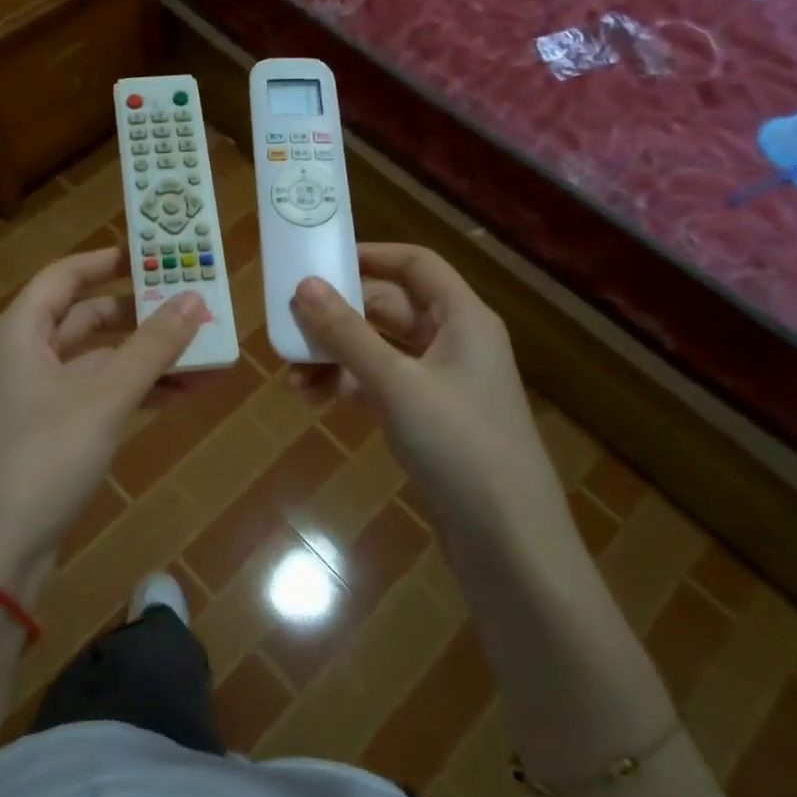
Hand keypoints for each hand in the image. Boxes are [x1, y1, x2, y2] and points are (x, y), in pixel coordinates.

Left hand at [0, 249, 208, 599]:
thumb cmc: (42, 459)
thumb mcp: (104, 398)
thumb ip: (151, 348)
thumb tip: (196, 299)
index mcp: (19, 332)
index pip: (65, 276)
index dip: (108, 260)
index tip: (154, 253)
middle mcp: (22, 356)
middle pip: (85, 317)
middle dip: (140, 314)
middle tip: (191, 304)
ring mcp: (33, 398)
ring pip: (97, 362)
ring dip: (146, 358)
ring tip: (204, 353)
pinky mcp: (47, 434)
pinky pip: (96, 397)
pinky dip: (133, 392)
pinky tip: (180, 394)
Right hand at [289, 244, 582, 568]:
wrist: (508, 541)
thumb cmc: (459, 445)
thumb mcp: (397, 383)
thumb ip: (347, 333)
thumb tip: (303, 286)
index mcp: (462, 318)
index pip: (415, 264)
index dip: (370, 256)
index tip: (319, 260)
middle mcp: (453, 342)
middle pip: (389, 307)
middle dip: (338, 315)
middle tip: (288, 323)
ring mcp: (440, 383)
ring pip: (379, 350)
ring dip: (335, 356)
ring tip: (291, 375)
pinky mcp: (428, 419)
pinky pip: (380, 385)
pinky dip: (348, 386)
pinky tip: (314, 400)